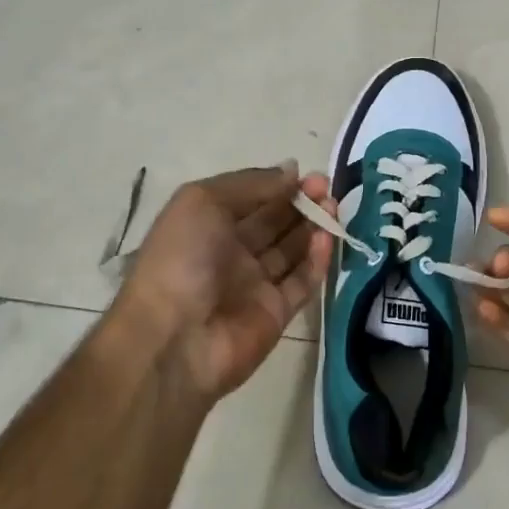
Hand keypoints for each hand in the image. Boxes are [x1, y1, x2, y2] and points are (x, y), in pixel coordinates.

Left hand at [114, 164, 334, 403]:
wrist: (174, 339)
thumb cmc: (182, 258)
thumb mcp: (204, 201)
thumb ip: (251, 184)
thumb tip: (291, 170)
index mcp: (207, 224)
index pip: (250, 198)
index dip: (277, 184)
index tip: (305, 173)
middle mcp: (230, 252)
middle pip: (274, 222)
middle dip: (300, 203)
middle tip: (326, 188)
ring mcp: (254, 285)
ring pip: (291, 250)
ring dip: (313, 227)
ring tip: (334, 208)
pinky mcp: (276, 313)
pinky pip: (301, 282)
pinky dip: (317, 261)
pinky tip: (327, 239)